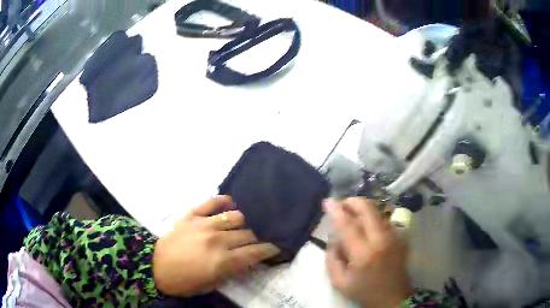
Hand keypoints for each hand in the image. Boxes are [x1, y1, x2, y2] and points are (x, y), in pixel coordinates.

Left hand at [153, 195, 279, 296]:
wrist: (154, 266)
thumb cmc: (184, 281)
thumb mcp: (212, 284)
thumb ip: (232, 271)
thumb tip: (247, 262)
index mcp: (223, 260)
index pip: (255, 252)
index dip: (269, 250)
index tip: (274, 248)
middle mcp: (217, 239)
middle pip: (247, 234)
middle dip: (254, 240)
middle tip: (252, 244)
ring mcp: (203, 224)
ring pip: (234, 217)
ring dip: (241, 224)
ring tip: (239, 229)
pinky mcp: (191, 215)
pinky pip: (210, 202)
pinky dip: (222, 201)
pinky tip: (229, 202)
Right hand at [324, 198, 412, 307]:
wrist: (393, 298)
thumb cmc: (364, 292)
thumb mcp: (339, 282)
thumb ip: (332, 258)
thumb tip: (333, 239)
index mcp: (364, 253)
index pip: (348, 225)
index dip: (336, 210)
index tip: (327, 200)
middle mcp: (382, 240)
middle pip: (368, 209)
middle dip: (353, 201)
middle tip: (341, 205)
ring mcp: (394, 236)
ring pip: (378, 211)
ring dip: (363, 208)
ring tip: (352, 215)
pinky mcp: (400, 237)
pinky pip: (385, 219)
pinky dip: (373, 217)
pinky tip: (366, 226)